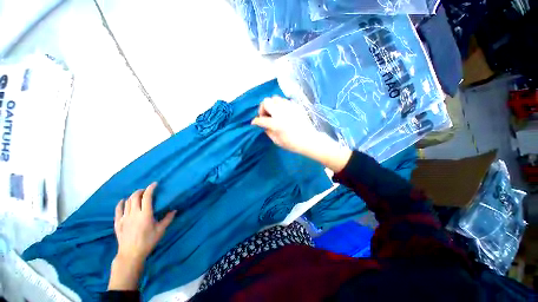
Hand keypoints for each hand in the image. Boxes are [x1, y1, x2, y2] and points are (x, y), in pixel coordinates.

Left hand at [108, 182, 175, 289]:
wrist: (131, 254)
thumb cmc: (148, 242)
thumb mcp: (161, 230)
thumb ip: (168, 219)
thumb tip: (174, 210)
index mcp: (145, 214)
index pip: (147, 197)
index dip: (151, 188)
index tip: (155, 184)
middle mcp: (134, 213)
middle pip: (135, 197)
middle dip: (141, 191)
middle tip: (146, 190)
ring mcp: (124, 218)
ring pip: (127, 202)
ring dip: (132, 196)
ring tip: (138, 196)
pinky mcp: (117, 223)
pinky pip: (117, 210)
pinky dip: (120, 203)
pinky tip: (123, 201)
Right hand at [252, 96, 351, 171]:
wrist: (309, 140)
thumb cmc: (293, 143)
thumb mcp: (277, 141)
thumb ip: (268, 132)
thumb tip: (264, 126)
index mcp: (276, 123)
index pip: (261, 119)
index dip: (255, 121)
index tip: (254, 123)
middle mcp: (281, 112)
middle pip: (266, 101)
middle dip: (263, 108)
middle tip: (266, 116)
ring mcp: (289, 107)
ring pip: (275, 98)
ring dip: (272, 105)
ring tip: (274, 113)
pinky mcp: (296, 106)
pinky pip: (285, 100)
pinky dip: (281, 105)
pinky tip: (284, 112)